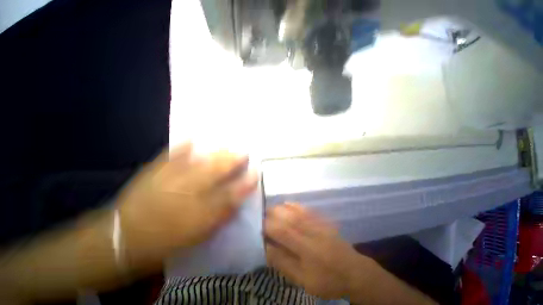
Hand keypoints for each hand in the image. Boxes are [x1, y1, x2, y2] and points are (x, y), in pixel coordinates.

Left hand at [117, 143, 257, 270]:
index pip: (232, 193)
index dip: (246, 182)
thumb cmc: (166, 239)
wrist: (125, 238)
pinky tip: (193, 137)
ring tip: (227, 145)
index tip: (256, 171)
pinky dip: (183, 145)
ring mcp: (171, 179)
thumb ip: (221, 215)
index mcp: (202, 211)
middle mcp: (189, 192)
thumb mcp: (199, 233)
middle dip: (234, 160)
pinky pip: (172, 155)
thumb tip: (238, 200)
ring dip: (216, 152)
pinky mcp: (155, 172)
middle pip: (218, 171)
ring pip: (200, 161)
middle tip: (244, 152)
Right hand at [264, 204, 367, 299]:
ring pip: (295, 211)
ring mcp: (317, 223)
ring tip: (271, 209)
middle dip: (272, 214)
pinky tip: (287, 203)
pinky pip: (306, 209)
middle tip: (261, 215)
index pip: (281, 231)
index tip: (258, 226)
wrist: (354, 271)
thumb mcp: (304, 280)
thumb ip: (284, 263)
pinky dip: (295, 204)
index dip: (268, 227)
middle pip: (287, 217)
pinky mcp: (322, 220)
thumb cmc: (327, 279)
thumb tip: (267, 249)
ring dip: (281, 208)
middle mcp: (310, 230)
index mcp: (305, 247)